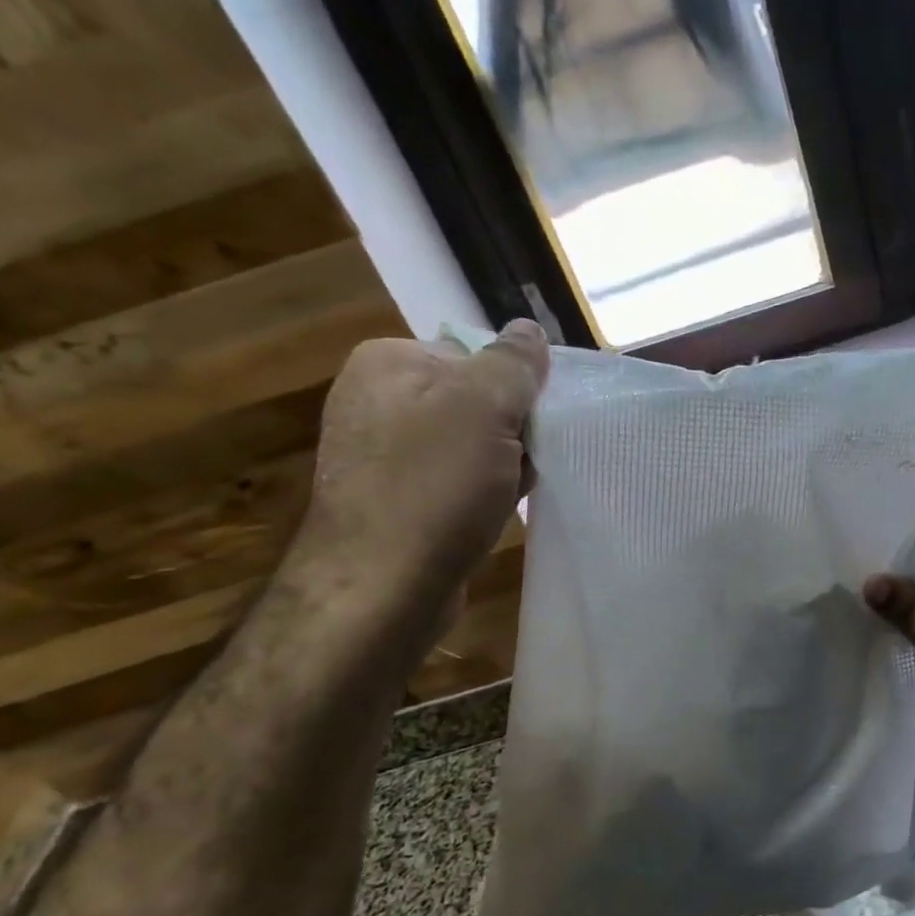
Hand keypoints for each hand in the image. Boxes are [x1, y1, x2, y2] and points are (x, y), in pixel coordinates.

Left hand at [290, 322, 549, 612]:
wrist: (383, 585)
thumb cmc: (434, 485)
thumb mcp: (486, 406)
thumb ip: (513, 362)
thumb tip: (529, 330)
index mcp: (389, 363)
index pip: (476, 354)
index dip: (517, 387)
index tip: (538, 422)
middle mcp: (377, 400)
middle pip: (475, 399)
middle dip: (513, 429)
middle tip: (529, 459)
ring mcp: (382, 453)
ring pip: (471, 443)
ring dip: (504, 463)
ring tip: (514, 490)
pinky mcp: (395, 498)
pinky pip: (456, 479)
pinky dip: (484, 490)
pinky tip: (496, 511)